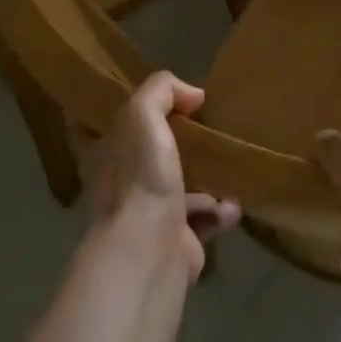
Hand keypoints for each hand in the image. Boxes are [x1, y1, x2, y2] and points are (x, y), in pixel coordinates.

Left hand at [73, 72, 240, 276]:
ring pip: (178, 191)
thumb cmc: (139, 177)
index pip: (111, 129)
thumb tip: (192, 93)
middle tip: (207, 133)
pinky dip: (220, 211)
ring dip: (205, 182)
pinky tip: (234, 203)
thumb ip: (161, 91)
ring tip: (229, 168)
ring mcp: (147, 218)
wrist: (150, 250)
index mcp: (106, 156)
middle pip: (149, 159)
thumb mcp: (142, 115)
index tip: (162, 104)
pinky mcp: (176, 243)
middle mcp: (122, 187)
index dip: (133, 115)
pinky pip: (202, 221)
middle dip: (176, 147)